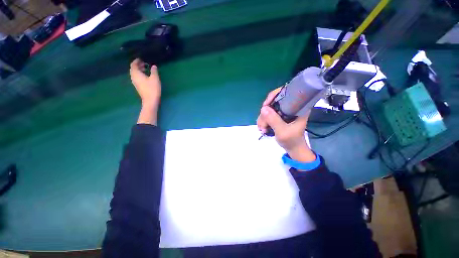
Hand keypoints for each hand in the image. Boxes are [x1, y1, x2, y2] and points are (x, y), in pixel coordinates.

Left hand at [130, 59, 161, 124]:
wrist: (150, 100)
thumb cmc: (152, 89)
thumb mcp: (155, 78)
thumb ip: (154, 71)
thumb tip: (153, 66)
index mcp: (136, 73)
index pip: (133, 64)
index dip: (137, 60)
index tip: (142, 58)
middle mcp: (133, 77)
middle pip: (133, 68)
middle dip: (138, 64)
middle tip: (145, 62)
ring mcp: (135, 82)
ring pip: (135, 73)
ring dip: (139, 69)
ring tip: (146, 68)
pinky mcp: (138, 85)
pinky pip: (137, 77)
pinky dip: (140, 74)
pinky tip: (146, 75)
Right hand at [257, 88, 315, 162]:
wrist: (293, 148)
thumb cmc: (292, 141)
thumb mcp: (283, 132)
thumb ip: (274, 120)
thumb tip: (263, 108)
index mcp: (298, 106)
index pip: (285, 92)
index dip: (273, 96)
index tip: (265, 106)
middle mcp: (290, 106)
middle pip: (273, 101)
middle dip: (265, 113)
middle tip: (263, 125)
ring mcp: (283, 111)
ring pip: (268, 108)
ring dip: (262, 119)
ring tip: (262, 129)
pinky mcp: (278, 115)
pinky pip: (267, 114)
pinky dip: (263, 120)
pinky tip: (262, 128)